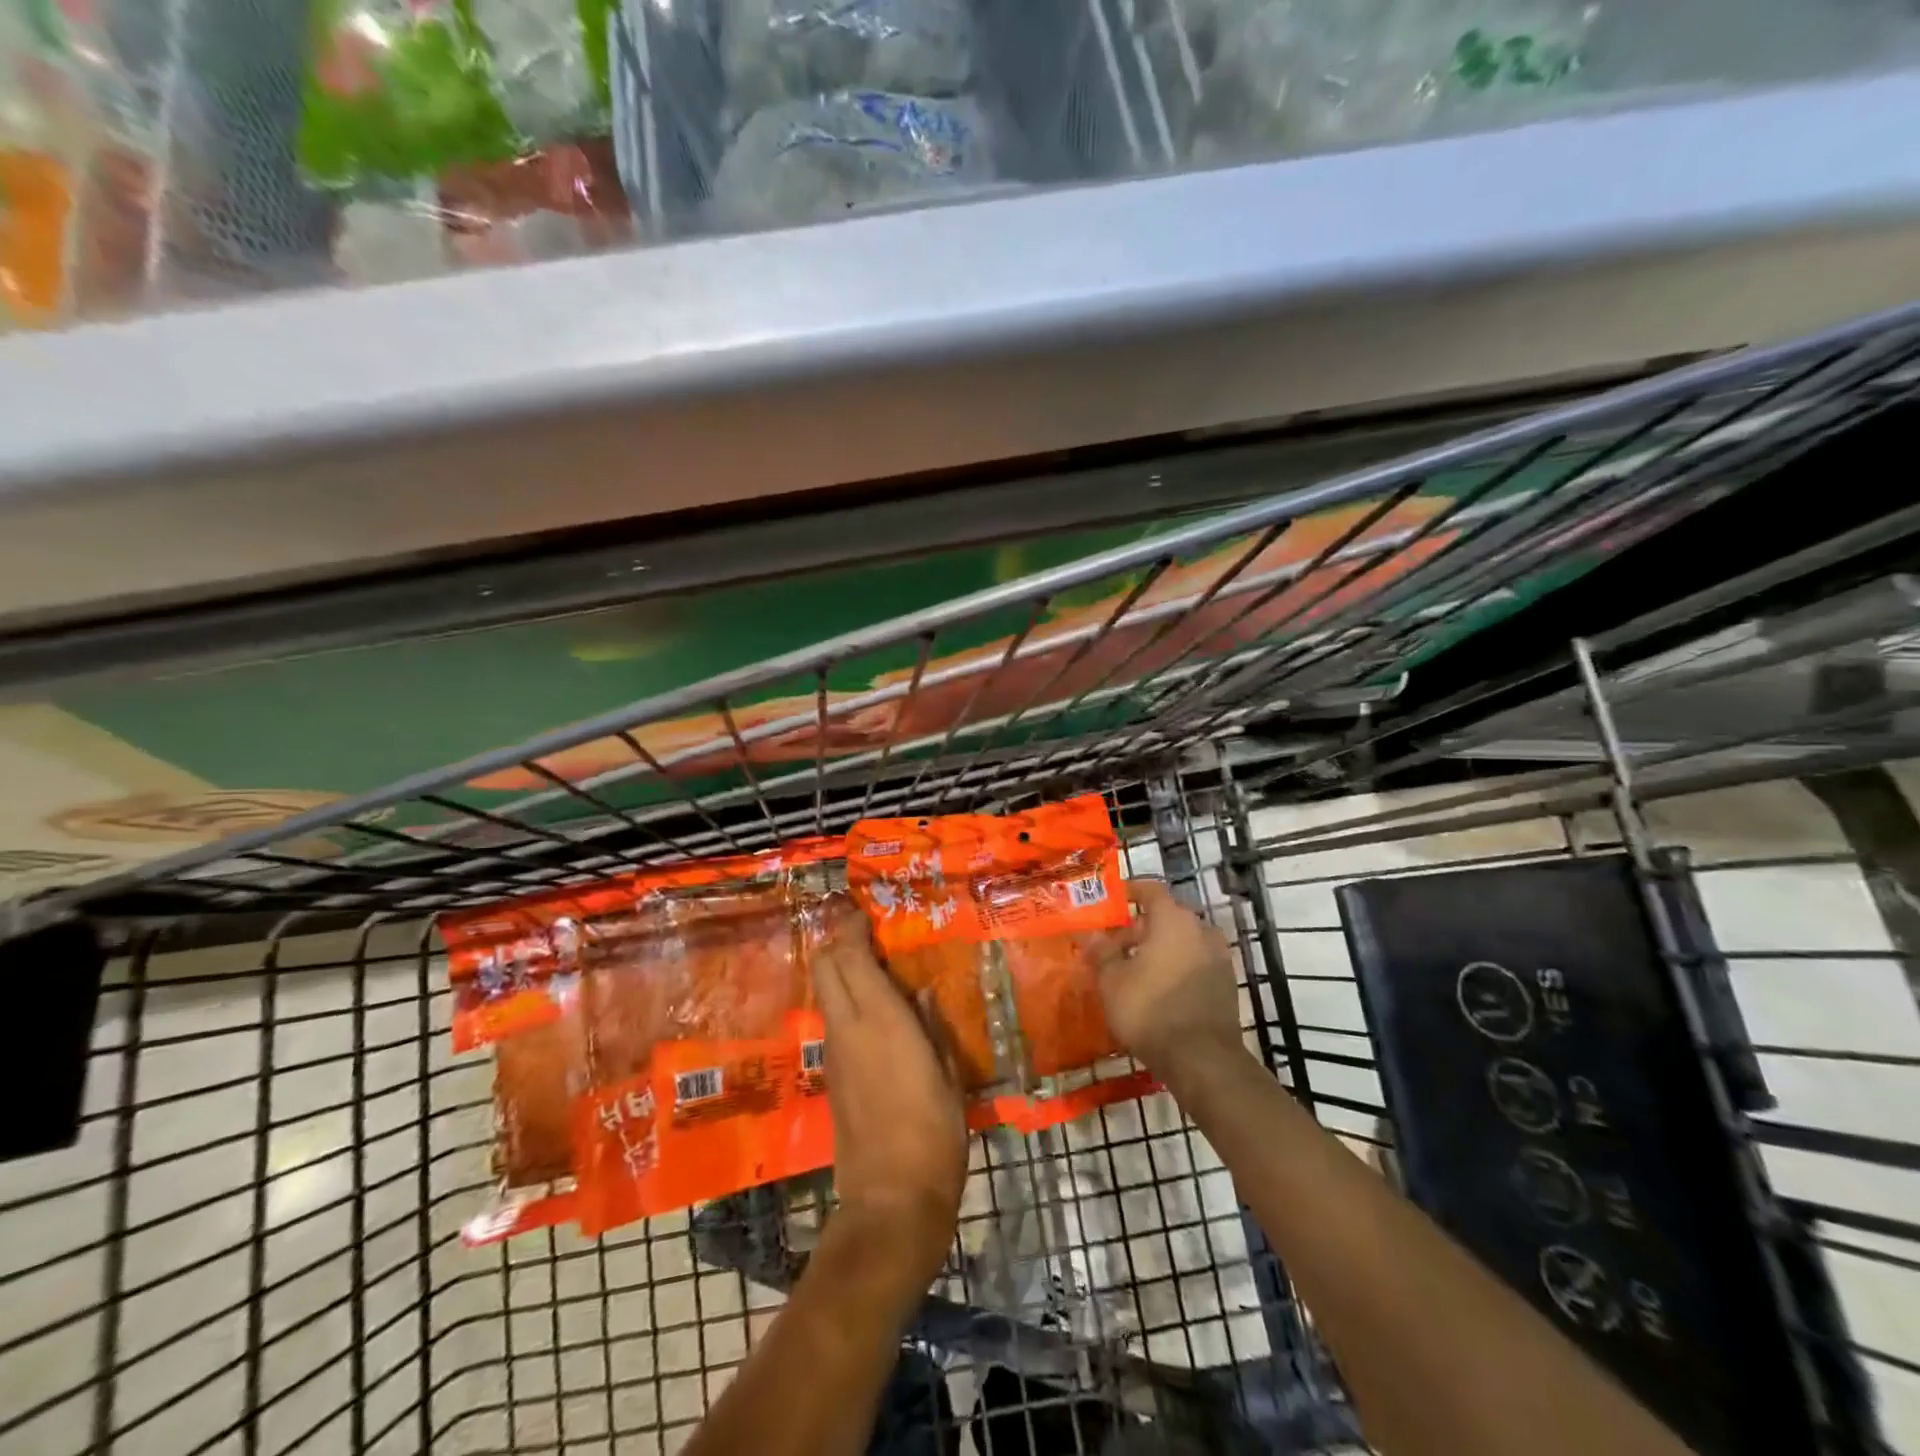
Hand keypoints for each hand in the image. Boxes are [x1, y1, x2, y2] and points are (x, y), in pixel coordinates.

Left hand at [812, 903, 966, 1285]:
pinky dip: (845, 1000)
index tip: (867, 913)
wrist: (890, 1202)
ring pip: (825, 992)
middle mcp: (848, 1027)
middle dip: (838, 941)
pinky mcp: (832, 1076)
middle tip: (868, 934)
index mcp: (880, 1020)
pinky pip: (833, 1020)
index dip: (852, 927)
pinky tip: (875, 1010)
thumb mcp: (948, 1075)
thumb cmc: (933, 1134)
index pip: (849, 956)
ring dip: (841, 970)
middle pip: (825, 966)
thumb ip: (932, 1026)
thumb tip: (920, 993)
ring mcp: (835, 1053)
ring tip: (877, 966)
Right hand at [1095, 879, 1242, 1076]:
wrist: (1202, 1059)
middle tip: (1114, 945)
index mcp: (1173, 919)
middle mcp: (1200, 930)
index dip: (1131, 891)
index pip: (1151, 890)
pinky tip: (1157, 987)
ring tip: (1134, 968)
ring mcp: (1218, 957)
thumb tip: (1090, 935)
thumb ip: (1101, 952)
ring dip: (1159, 948)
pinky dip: (1176, 966)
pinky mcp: (1226, 983)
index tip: (1113, 899)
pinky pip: (1195, 962)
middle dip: (1139, 928)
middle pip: (1166, 917)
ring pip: (1182, 941)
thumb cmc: (1150, 1009)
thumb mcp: (1112, 981)